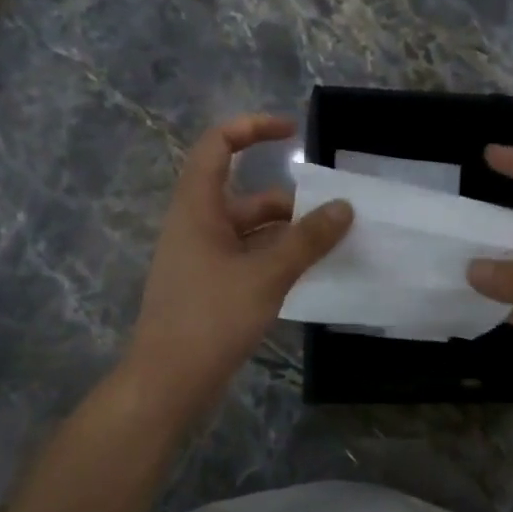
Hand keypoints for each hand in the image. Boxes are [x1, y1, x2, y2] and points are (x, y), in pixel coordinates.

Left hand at [126, 115, 351, 420]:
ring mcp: (202, 260)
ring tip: (333, 246)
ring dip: (289, 235)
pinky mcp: (211, 288)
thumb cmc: (210, 318)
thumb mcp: (266, 275)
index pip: (218, 145)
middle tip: (336, 215)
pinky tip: (309, 275)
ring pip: (251, 233)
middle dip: (291, 202)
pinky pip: (249, 260)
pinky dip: (277, 260)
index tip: (293, 133)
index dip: (253, 128)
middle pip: (247, 196)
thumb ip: (307, 240)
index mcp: (197, 208)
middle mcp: (197, 226)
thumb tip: (344, 207)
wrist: (168, 382)